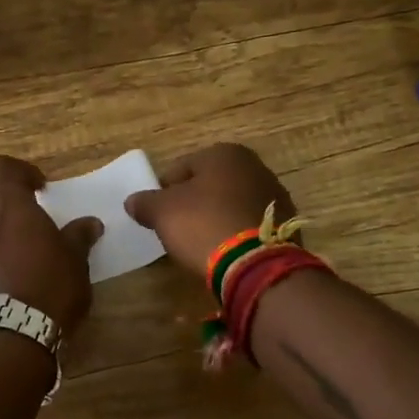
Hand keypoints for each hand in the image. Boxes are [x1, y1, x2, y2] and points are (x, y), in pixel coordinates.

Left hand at [0, 157, 101, 335]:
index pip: (2, 169)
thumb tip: (89, 224)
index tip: (39, 187)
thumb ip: (78, 238)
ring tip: (7, 246)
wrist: (8, 338)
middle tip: (17, 214)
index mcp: (10, 208)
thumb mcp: (75, 263)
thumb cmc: (49, 290)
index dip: (20, 171)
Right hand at [124, 142, 296, 277]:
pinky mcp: (285, 224)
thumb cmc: (203, 225)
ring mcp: (274, 195)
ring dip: (215, 217)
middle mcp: (254, 166)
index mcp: (224, 154)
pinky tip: (225, 251)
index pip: (180, 168)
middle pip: (208, 184)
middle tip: (176, 228)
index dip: (163, 191)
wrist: (256, 264)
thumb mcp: (163, 213)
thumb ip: (145, 203)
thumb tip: (132, 201)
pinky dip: (236, 233)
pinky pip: (249, 224)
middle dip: (192, 203)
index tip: (156, 215)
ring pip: (231, 203)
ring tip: (201, 243)